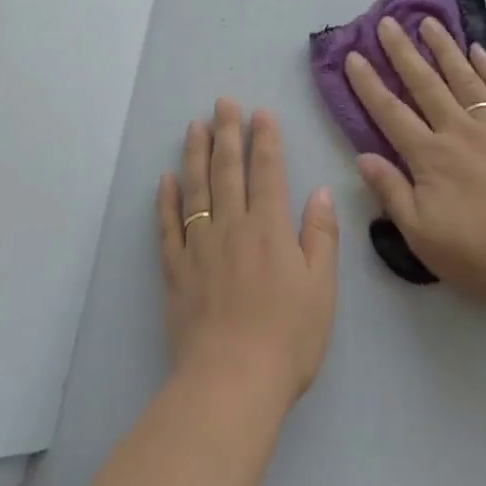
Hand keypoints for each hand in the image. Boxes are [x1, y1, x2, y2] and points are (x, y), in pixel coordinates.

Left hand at [156, 99, 338, 409]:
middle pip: (228, 171)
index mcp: (270, 229)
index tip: (259, 113)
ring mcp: (199, 247)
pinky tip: (164, 180)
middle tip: (222, 103)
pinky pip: (167, 227)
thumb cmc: (287, 338)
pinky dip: (165, 201)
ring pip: (196, 190)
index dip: (265, 140)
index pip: (268, 172)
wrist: (232, 382)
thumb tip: (320, 191)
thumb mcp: (321, 288)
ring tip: (194, 127)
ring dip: (195, 155)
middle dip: (227, 133)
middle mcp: (232, 227)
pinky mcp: (175, 271)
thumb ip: (320, 235)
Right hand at [346, 18, 485, 308]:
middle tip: (388, 22)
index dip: (369, 83)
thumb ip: (390, 191)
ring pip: (464, 79)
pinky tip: (479, 51)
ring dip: (444, 49)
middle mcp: (458, 131)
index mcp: (429, 156)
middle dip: (402, 52)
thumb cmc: (475, 253)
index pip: (390, 112)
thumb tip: (362, 156)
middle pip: (425, 84)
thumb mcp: (419, 233)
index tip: (354, 55)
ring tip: (429, 23)